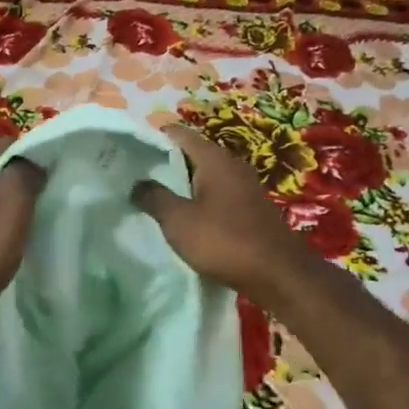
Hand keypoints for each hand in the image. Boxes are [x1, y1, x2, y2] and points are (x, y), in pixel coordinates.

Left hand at [0, 138, 44, 324]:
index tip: (54, 178)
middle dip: (23, 180)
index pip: (12, 143)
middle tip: (46, 201)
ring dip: (9, 202)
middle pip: (0, 167)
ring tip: (29, 221)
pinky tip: (5, 238)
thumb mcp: (14, 201)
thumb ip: (26, 171)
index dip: (36, 157)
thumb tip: (34, 162)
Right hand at [131, 126, 319, 308]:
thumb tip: (137, 182)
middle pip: (192, 154)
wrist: (279, 275)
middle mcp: (232, 165)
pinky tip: (185, 217)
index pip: (179, 134)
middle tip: (135, 175)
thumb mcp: (179, 221)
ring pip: (206, 176)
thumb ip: (155, 197)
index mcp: (214, 159)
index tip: (129, 149)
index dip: (154, 137)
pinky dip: (199, 200)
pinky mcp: (251, 209)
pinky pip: (218, 195)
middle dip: (165, 162)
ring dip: (182, 184)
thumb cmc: (225, 241)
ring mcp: (245, 187)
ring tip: (154, 197)